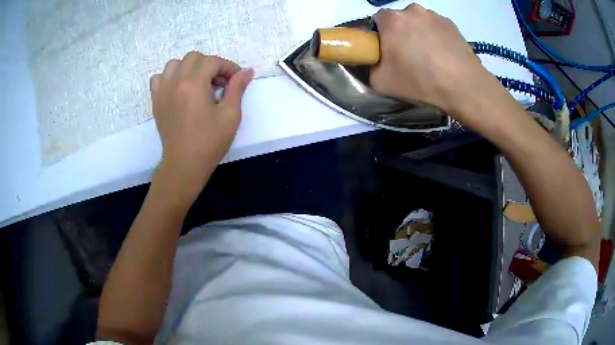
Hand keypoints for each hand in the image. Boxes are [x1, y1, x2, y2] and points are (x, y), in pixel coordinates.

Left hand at [149, 52, 253, 203]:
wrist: (184, 164)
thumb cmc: (209, 142)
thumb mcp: (230, 115)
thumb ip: (237, 88)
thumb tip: (247, 71)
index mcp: (194, 84)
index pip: (213, 61)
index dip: (228, 67)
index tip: (237, 80)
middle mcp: (175, 82)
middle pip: (194, 57)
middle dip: (210, 65)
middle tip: (219, 83)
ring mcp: (162, 91)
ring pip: (174, 64)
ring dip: (189, 68)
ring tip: (198, 83)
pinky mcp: (156, 100)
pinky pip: (158, 78)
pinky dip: (169, 77)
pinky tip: (178, 89)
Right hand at [371, 4, 502, 120]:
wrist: (464, 87)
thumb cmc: (420, 81)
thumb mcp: (381, 82)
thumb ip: (370, 67)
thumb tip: (376, 61)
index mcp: (392, 19)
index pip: (377, 20)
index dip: (380, 35)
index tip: (387, 51)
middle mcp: (412, 10)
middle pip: (400, 19)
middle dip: (400, 33)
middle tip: (408, 56)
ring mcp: (434, 15)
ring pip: (419, 22)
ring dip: (419, 34)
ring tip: (430, 57)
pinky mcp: (451, 24)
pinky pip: (436, 27)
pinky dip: (436, 37)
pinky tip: (443, 55)